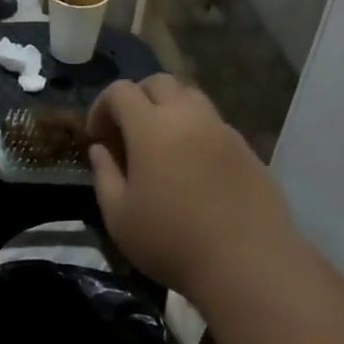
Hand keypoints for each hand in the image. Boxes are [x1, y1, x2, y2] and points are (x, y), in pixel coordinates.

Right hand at [86, 75, 293, 297]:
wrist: (246, 261)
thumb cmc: (171, 241)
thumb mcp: (119, 216)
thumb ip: (104, 175)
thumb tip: (100, 150)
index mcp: (152, 127)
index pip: (121, 91)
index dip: (101, 106)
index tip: (96, 136)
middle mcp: (189, 116)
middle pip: (159, 83)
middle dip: (136, 98)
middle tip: (126, 133)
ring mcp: (222, 129)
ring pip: (190, 97)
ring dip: (168, 109)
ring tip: (159, 145)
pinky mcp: (246, 148)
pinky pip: (213, 123)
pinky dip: (194, 130)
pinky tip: (191, 167)